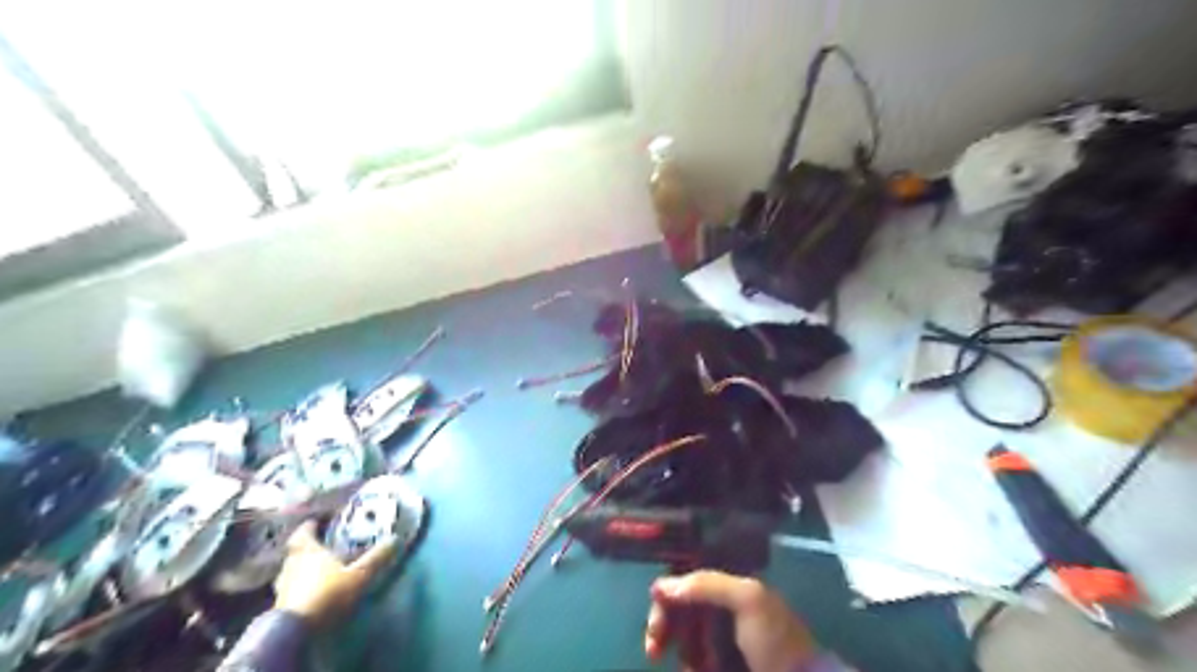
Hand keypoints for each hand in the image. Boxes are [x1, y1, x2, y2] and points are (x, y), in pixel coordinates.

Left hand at [272, 523, 397, 626]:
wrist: (294, 632)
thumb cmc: (328, 594)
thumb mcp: (359, 575)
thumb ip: (376, 558)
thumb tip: (395, 538)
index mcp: (308, 551)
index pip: (303, 532)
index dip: (310, 526)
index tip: (317, 522)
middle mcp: (291, 565)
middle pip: (296, 551)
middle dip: (308, 548)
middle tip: (323, 546)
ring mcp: (283, 587)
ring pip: (292, 571)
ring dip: (303, 569)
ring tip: (320, 570)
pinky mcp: (280, 607)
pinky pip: (291, 589)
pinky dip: (300, 587)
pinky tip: (313, 592)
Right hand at [646, 573, 824, 671]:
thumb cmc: (776, 640)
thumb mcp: (747, 600)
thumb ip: (707, 584)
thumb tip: (662, 585)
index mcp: (732, 585)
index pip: (688, 578)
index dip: (667, 593)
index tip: (656, 616)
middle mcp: (724, 606)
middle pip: (681, 607)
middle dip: (664, 625)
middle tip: (653, 650)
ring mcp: (723, 638)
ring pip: (685, 636)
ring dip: (678, 649)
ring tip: (690, 667)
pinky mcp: (722, 662)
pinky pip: (695, 659)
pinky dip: (690, 664)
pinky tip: (694, 670)